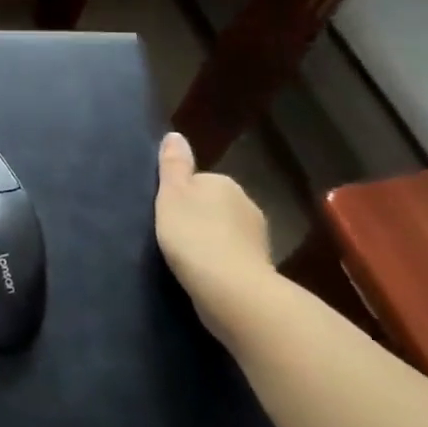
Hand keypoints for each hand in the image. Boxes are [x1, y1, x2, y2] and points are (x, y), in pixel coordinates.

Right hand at [154, 131, 275, 333]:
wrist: (233, 291)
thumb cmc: (194, 235)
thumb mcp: (172, 194)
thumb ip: (173, 165)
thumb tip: (175, 135)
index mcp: (224, 183)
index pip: (199, 181)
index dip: (180, 196)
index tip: (166, 213)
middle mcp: (247, 204)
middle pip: (214, 206)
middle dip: (199, 218)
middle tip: (174, 236)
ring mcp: (258, 239)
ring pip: (226, 232)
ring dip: (211, 242)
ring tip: (188, 260)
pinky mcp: (261, 269)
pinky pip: (234, 258)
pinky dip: (222, 263)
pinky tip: (206, 277)